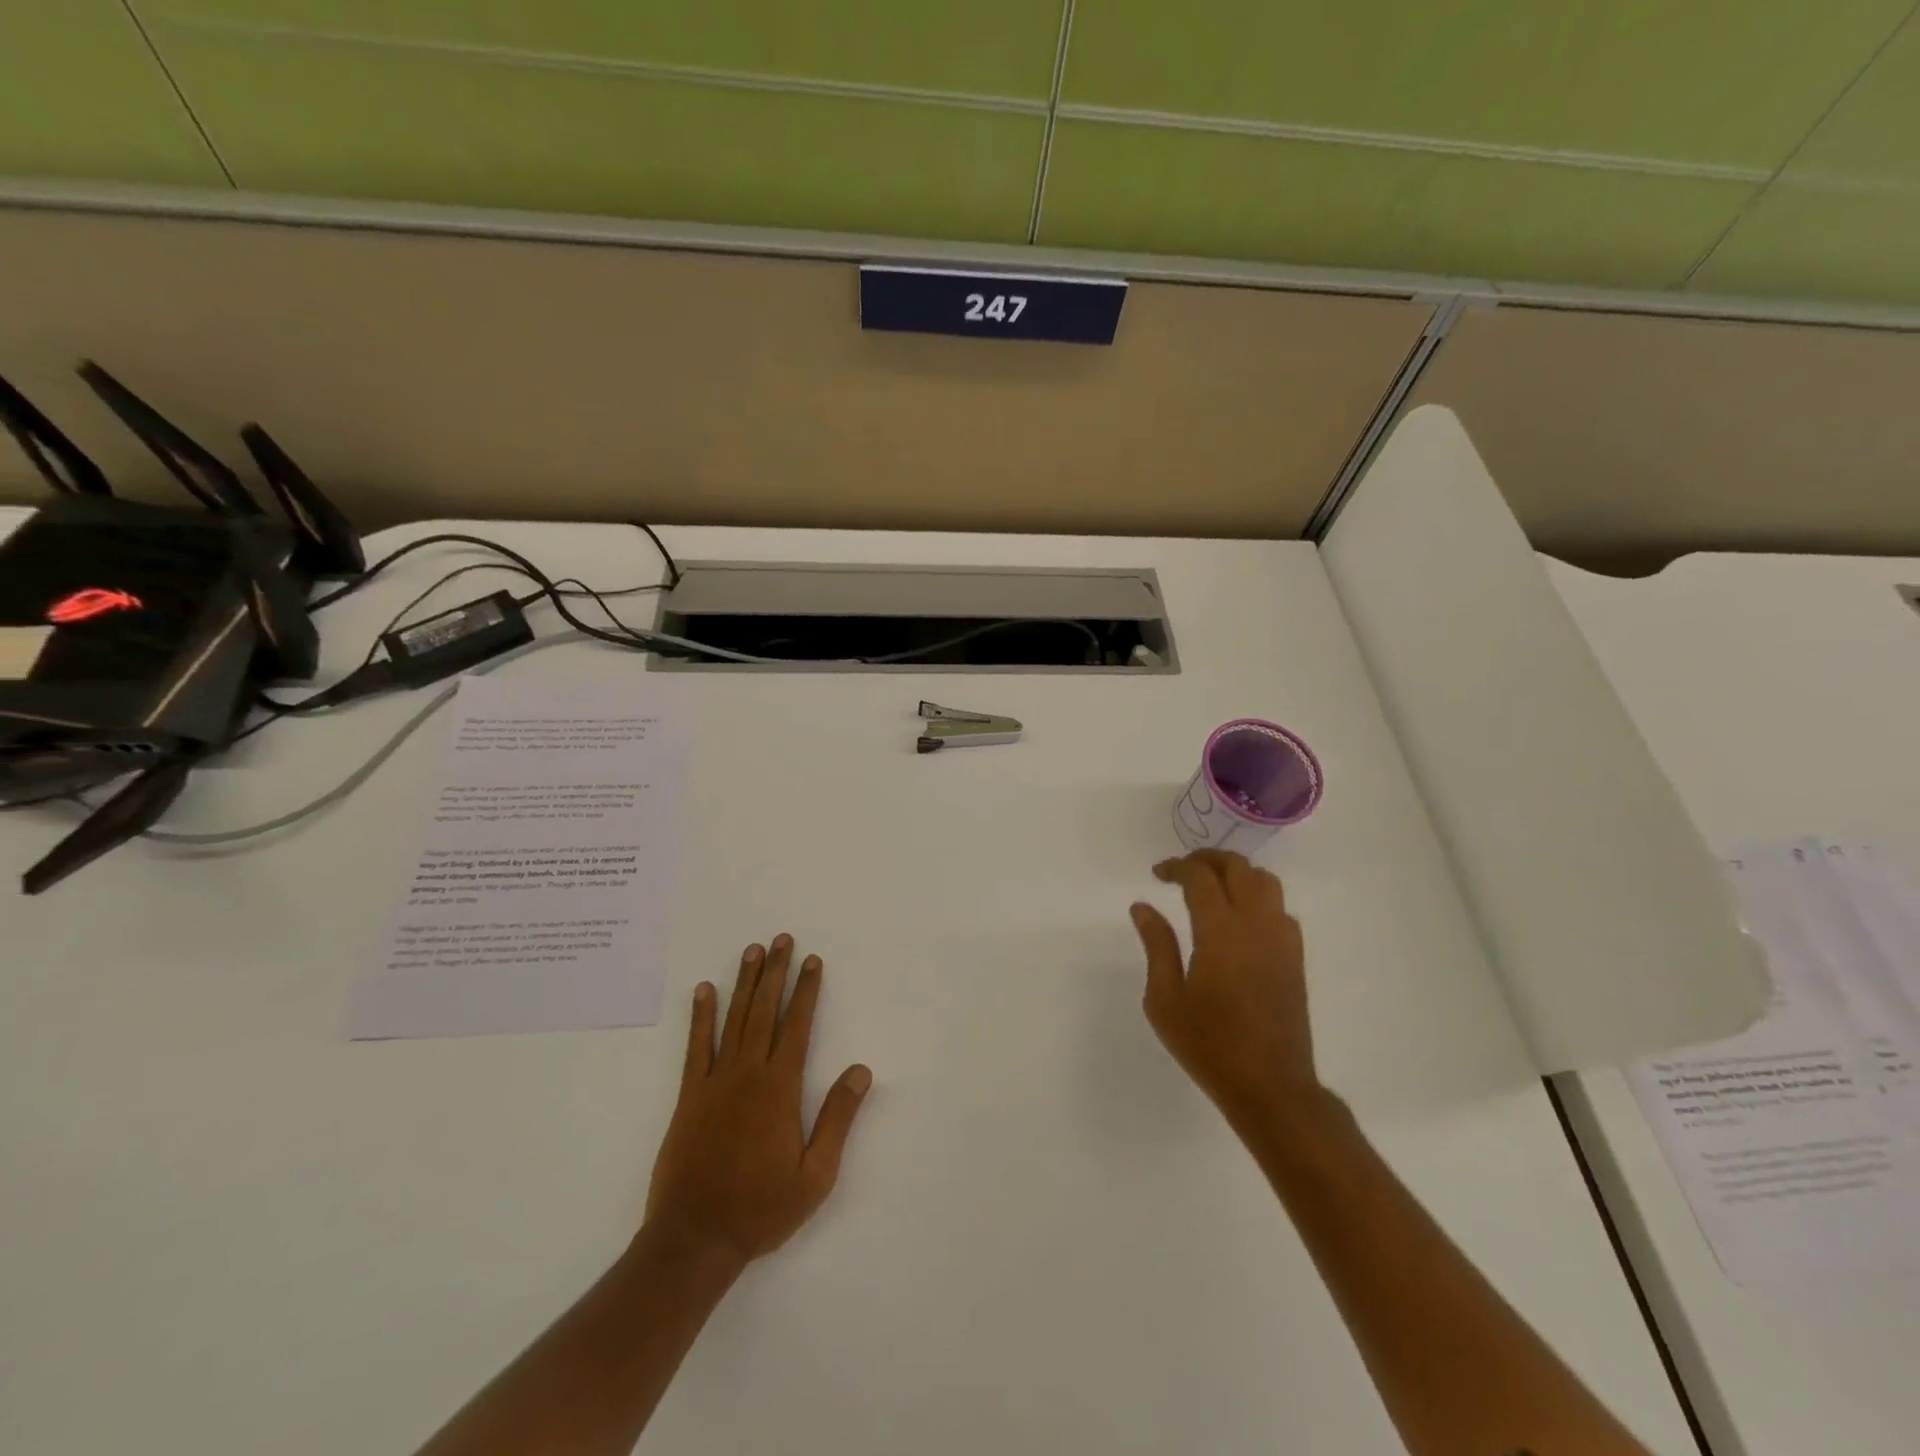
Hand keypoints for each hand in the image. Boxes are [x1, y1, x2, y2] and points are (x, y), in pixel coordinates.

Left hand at [644, 935, 872, 1268]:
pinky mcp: (690, 1096)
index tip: (812, 961)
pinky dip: (701, 1016)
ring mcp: (715, 1082)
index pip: (797, 1026)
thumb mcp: (815, 1175)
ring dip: (744, 983)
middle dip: (776, 972)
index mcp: (780, 1088)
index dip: (807, 991)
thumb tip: (861, 1070)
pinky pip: (696, 1047)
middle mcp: (748, 1073)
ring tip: (752, 951)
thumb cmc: (761, 1208)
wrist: (694, 1239)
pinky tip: (704, 991)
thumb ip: (838, 1118)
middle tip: (781, 939)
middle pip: (765, 1011)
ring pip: (734, 1019)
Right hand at [1130, 851, 1317, 1127]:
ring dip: (1237, 874)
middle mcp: (1255, 925)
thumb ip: (1157, 946)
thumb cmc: (1209, 1044)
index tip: (1157, 873)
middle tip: (1182, 870)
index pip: (1200, 877)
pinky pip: (1280, 909)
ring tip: (1212, 887)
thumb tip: (1143, 907)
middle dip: (1208, 859)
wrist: (1270, 1086)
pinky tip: (1239, 919)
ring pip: (1266, 882)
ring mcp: (1281, 940)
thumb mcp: (1165, 999)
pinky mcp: (1295, 958)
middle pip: (1238, 868)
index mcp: (1219, 932)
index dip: (1177, 866)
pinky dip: (1258, 898)